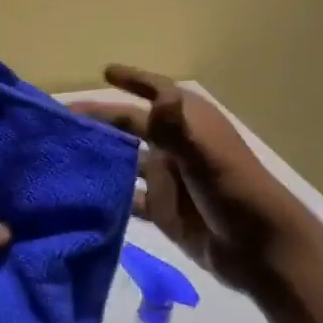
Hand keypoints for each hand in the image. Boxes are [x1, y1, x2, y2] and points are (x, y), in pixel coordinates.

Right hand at [74, 65, 309, 292]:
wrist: (258, 250)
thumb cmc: (234, 191)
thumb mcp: (204, 155)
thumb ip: (177, 128)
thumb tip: (159, 94)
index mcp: (189, 124)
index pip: (157, 92)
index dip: (133, 80)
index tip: (104, 72)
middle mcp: (176, 146)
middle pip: (132, 125)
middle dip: (102, 119)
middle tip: (63, 119)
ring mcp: (168, 179)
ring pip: (127, 160)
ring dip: (101, 155)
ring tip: (64, 152)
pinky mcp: (162, 210)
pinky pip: (129, 196)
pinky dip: (108, 193)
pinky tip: (81, 193)